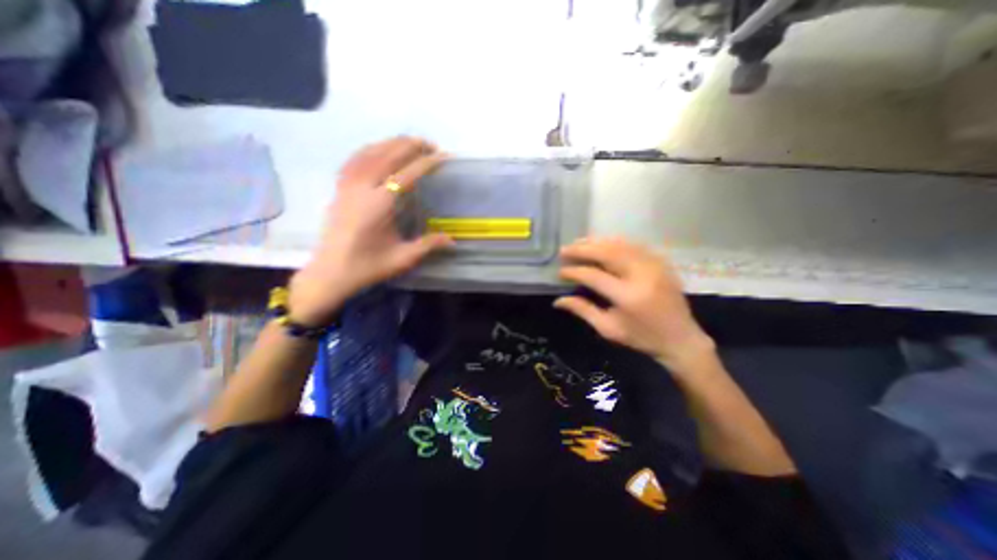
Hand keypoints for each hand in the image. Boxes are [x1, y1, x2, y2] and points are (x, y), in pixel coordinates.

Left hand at [287, 135, 454, 324]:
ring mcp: (347, 186)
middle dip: (410, 145)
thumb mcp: (403, 258)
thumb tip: (453, 240)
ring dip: (391, 143)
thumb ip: (429, 245)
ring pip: (369, 153)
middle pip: (387, 155)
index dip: (426, 163)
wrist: (330, 273)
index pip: (407, 174)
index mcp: (379, 205)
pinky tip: (379, 150)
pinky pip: (354, 159)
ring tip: (409, 143)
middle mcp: (362, 188)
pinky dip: (370, 149)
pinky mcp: (339, 189)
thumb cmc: (368, 266)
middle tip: (430, 144)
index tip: (443, 156)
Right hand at [552, 235, 716, 371]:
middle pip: (607, 252)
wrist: (681, 339)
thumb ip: (583, 310)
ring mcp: (654, 265)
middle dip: (582, 249)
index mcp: (628, 296)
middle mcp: (642, 275)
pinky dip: (614, 242)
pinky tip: (602, 243)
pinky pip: (634, 245)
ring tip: (578, 242)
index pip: (593, 275)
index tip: (560, 271)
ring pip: (620, 244)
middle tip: (564, 249)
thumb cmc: (642, 338)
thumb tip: (557, 301)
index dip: (574, 271)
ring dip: (596, 242)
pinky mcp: (661, 262)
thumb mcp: (608, 329)